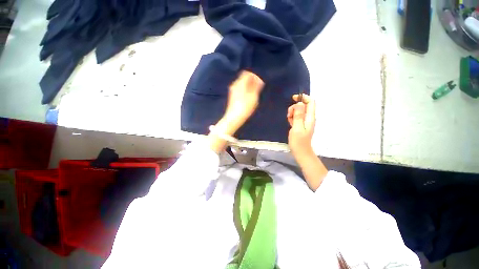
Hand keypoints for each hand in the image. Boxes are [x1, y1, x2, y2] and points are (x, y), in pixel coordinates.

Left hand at [207, 71, 263, 153]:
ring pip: (242, 84)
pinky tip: (249, 96)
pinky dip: (246, 90)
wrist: (234, 118)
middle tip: (259, 86)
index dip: (254, 75)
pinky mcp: (233, 97)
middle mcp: (235, 85)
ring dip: (249, 86)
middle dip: (252, 80)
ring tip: (255, 92)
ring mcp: (233, 91)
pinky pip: (240, 89)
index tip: (259, 80)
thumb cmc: (245, 107)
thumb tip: (258, 79)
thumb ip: (256, 86)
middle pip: (244, 78)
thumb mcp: (253, 96)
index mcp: (239, 83)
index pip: (247, 73)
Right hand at [287, 94, 315, 157]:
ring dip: (292, 113)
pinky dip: (292, 118)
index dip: (303, 98)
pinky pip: (296, 117)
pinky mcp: (301, 124)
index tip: (293, 98)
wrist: (300, 152)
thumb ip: (298, 115)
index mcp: (310, 117)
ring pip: (298, 111)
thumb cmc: (298, 141)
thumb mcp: (297, 128)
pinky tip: (290, 123)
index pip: (310, 102)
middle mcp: (309, 118)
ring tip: (289, 121)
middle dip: (295, 107)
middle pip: (303, 105)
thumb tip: (299, 103)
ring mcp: (305, 121)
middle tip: (289, 115)